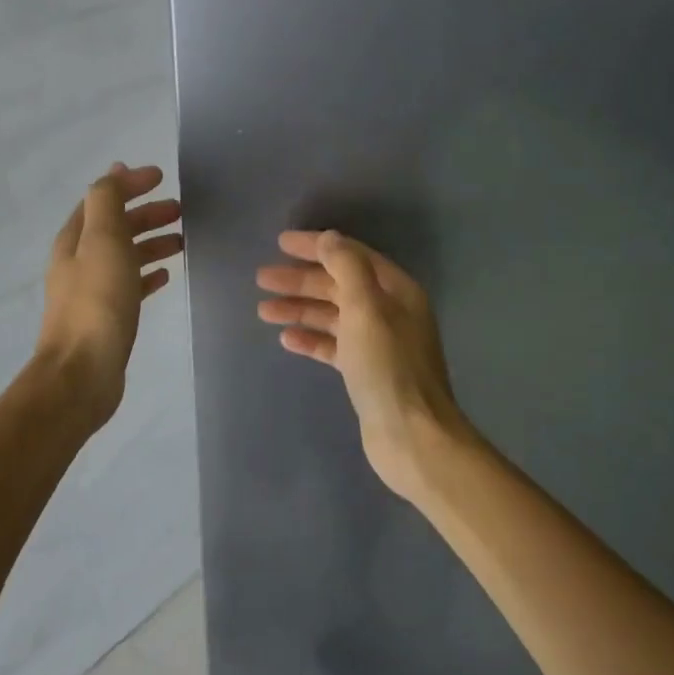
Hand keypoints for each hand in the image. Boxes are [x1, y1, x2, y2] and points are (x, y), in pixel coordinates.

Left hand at [37, 163, 182, 428]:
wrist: (82, 373)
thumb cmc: (97, 302)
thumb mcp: (103, 240)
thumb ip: (108, 201)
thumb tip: (115, 170)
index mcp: (74, 240)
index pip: (102, 199)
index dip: (130, 185)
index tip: (162, 177)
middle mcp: (79, 262)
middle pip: (115, 227)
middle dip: (145, 214)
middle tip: (181, 211)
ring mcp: (92, 292)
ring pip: (125, 256)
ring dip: (151, 243)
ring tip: (182, 241)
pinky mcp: (107, 318)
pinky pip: (130, 286)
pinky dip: (147, 274)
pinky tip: (166, 277)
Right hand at [257, 230, 470, 499]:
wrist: (411, 436)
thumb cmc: (388, 367)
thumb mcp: (366, 308)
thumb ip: (347, 267)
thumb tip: (329, 238)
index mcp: (395, 291)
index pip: (351, 256)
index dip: (316, 246)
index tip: (280, 243)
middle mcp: (389, 312)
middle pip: (338, 285)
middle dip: (301, 280)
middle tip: (262, 279)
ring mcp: (378, 343)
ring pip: (332, 316)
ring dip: (300, 309)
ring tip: (264, 310)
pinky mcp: (366, 372)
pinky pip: (333, 346)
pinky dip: (311, 339)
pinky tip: (286, 339)